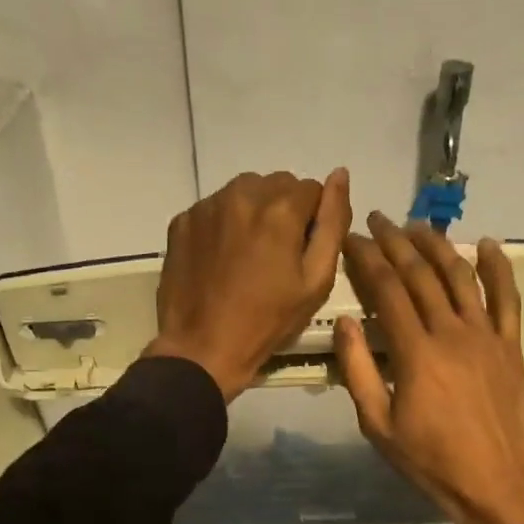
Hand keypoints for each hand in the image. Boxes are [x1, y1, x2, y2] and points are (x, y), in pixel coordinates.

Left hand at [144, 169, 351, 399]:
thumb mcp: (316, 280)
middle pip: (276, 185)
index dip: (313, 220)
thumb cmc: (267, 321)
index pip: (312, 188)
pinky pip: (214, 208)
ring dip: (253, 212)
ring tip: (248, 255)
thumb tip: (341, 175)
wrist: (202, 348)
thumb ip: (333, 223)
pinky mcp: (182, 221)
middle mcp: (241, 194)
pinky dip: (223, 224)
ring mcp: (206, 206)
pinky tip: (220, 259)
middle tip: (276, 255)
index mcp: (280, 208)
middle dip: (283, 211)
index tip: (302, 252)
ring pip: (244, 192)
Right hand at [335, 212, 523, 523]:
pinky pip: (507, 298)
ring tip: (416, 225)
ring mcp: (486, 336)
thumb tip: (345, 322)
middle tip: (376, 220)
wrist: (501, 485)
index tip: (350, 239)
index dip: (366, 259)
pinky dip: (498, 267)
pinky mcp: (510, 346)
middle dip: (395, 242)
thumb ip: (359, 372)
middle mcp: (452, 332)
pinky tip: (486, 244)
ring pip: (460, 276)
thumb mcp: (379, 427)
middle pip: (420, 274)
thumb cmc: (432, 462)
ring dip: (437, 245)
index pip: (386, 290)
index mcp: (415, 352)